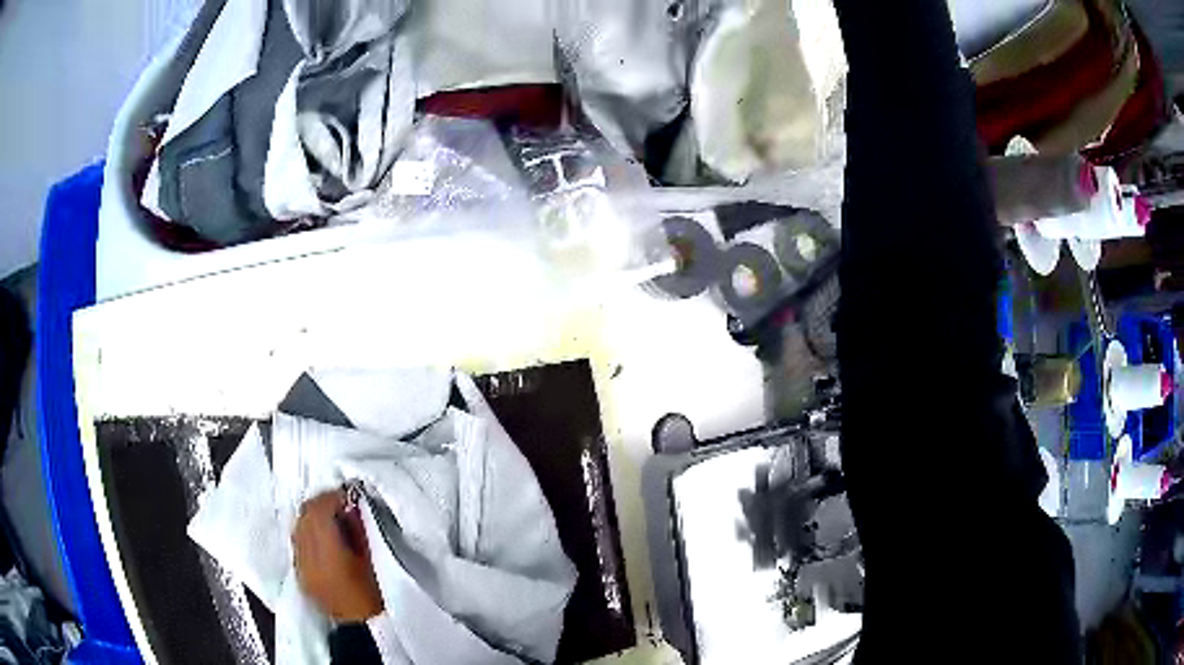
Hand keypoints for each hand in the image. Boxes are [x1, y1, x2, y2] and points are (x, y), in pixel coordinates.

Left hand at [292, 490, 383, 622]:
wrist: (361, 628)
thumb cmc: (374, 596)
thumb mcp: (373, 560)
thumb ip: (359, 530)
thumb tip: (350, 506)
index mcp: (327, 554)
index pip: (319, 511)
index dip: (332, 497)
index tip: (348, 494)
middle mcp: (306, 556)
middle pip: (304, 515)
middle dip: (320, 503)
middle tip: (340, 502)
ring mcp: (300, 565)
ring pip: (298, 527)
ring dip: (312, 516)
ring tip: (331, 518)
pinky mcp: (300, 573)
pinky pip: (298, 542)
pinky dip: (307, 532)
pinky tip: (322, 537)